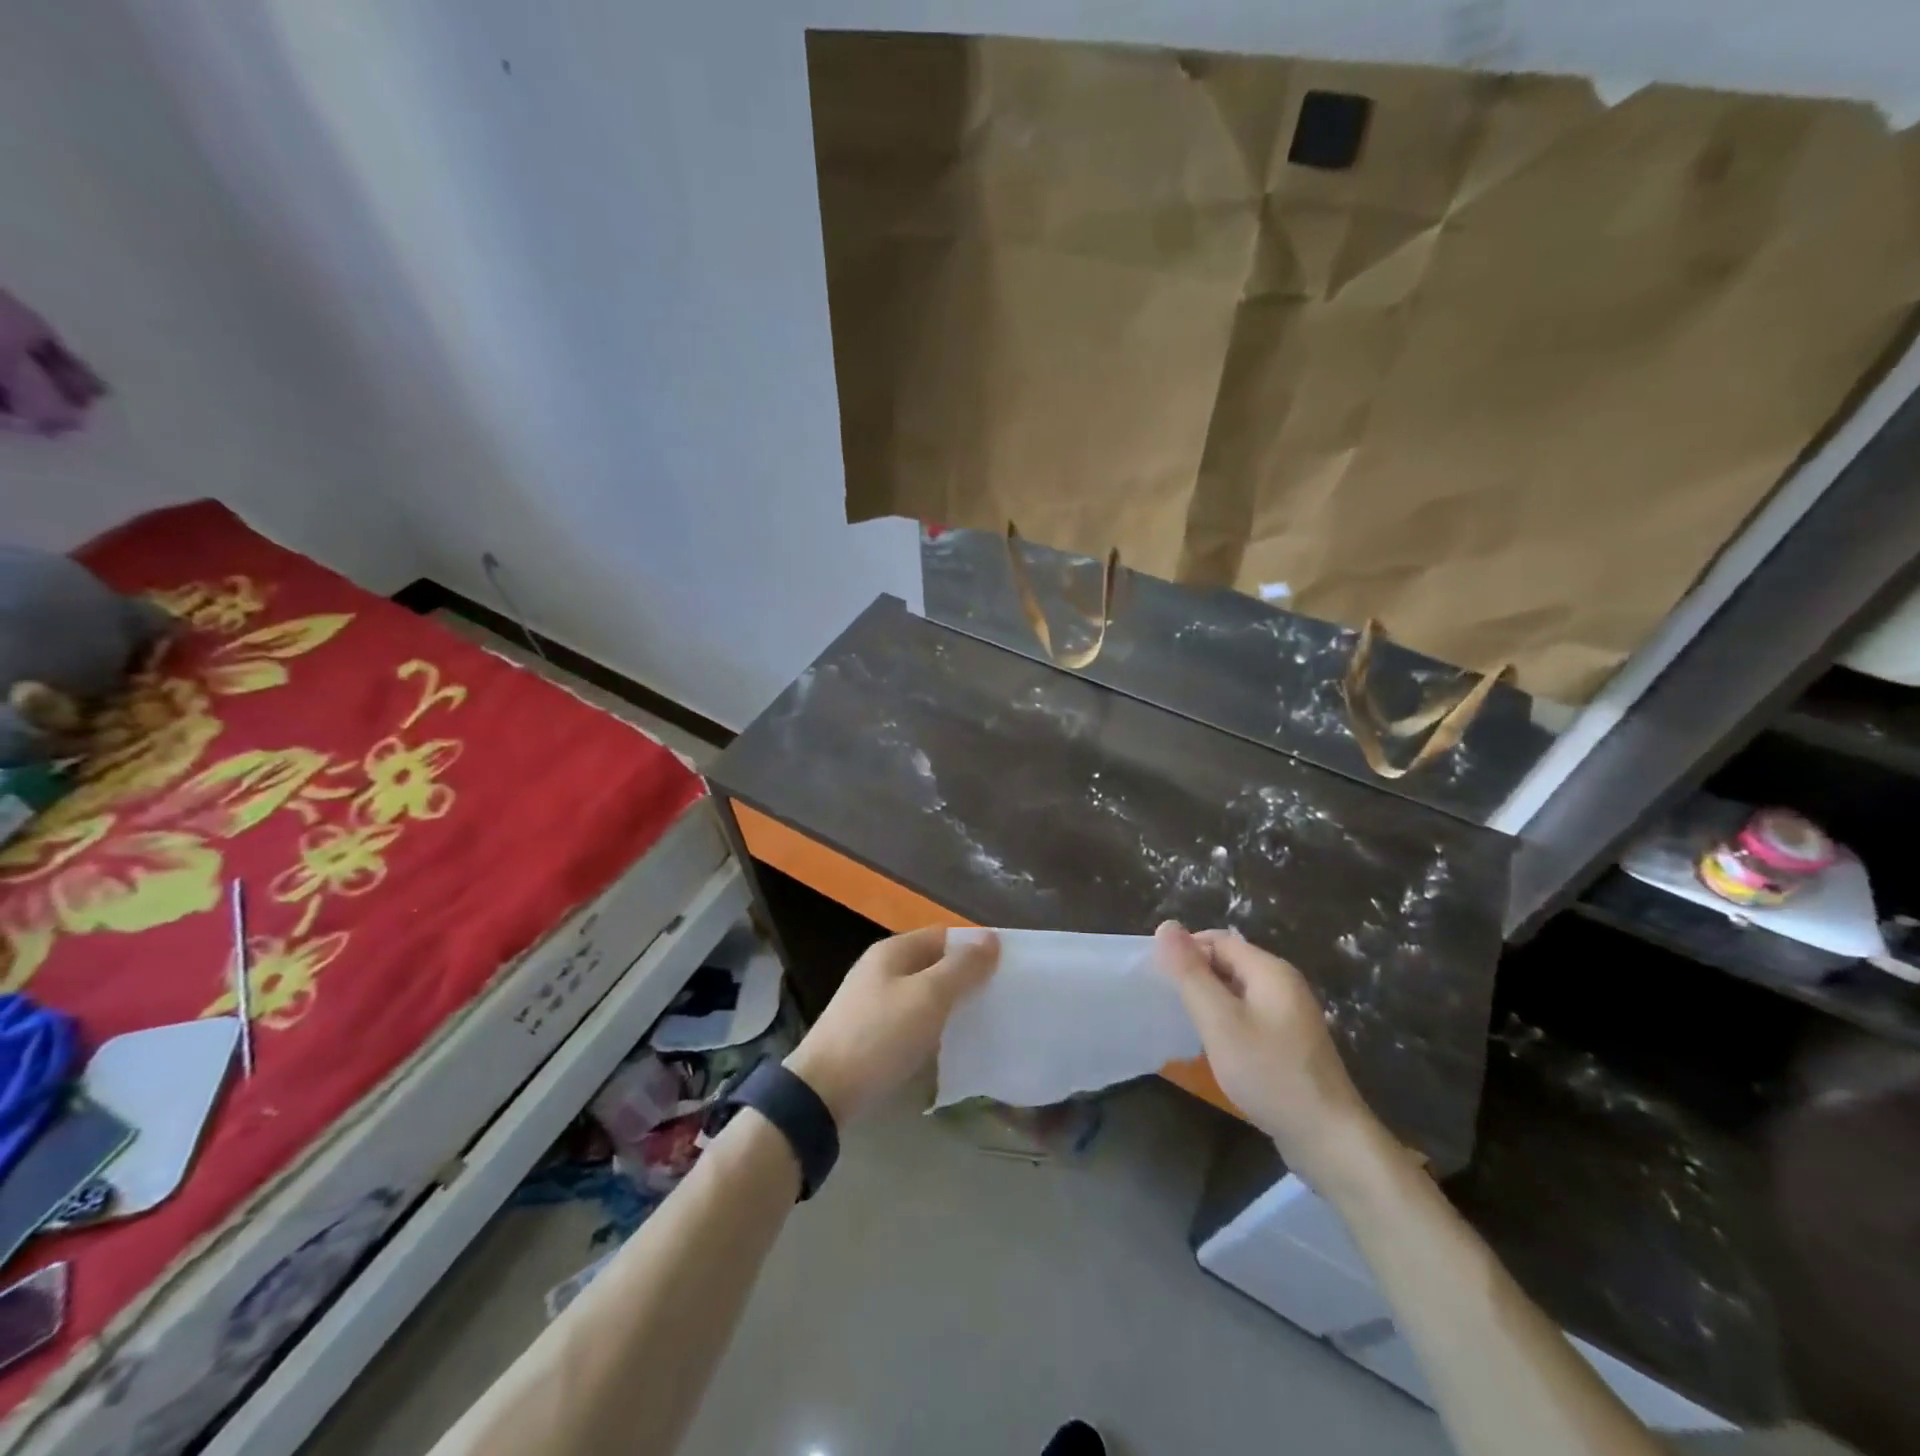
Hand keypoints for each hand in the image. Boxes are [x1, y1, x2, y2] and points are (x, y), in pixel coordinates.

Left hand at [785, 926, 997, 1123]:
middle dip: (965, 978)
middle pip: (933, 964)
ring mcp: (873, 1001)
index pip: (944, 936)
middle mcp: (881, 969)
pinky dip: (932, 1027)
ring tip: (982, 1022)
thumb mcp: (928, 997)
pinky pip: (911, 1020)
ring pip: (923, 994)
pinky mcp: (870, 1033)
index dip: (975, 948)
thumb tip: (991, 938)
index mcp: (893, 951)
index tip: (1007, 970)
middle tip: (999, 999)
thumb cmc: (880, 1036)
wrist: (823, 1091)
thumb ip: (961, 968)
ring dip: (950, 1005)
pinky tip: (948, 1045)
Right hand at [1155, 921, 1394, 1195]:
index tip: (1157, 978)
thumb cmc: (1269, 1073)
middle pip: (1229, 962)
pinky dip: (1226, 1021)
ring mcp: (1290, 1015)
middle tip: (1166, 1002)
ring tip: (1183, 1023)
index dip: (1185, 951)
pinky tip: (1213, 1045)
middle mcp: (1284, 984)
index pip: (1218, 940)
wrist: (1328, 1138)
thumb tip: (1166, 925)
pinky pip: (1249, 1015)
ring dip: (1209, 1000)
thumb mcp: (1220, 1021)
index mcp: (1270, 970)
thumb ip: (1190, 973)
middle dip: (1196, 976)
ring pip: (1237, 991)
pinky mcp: (1290, 1042)